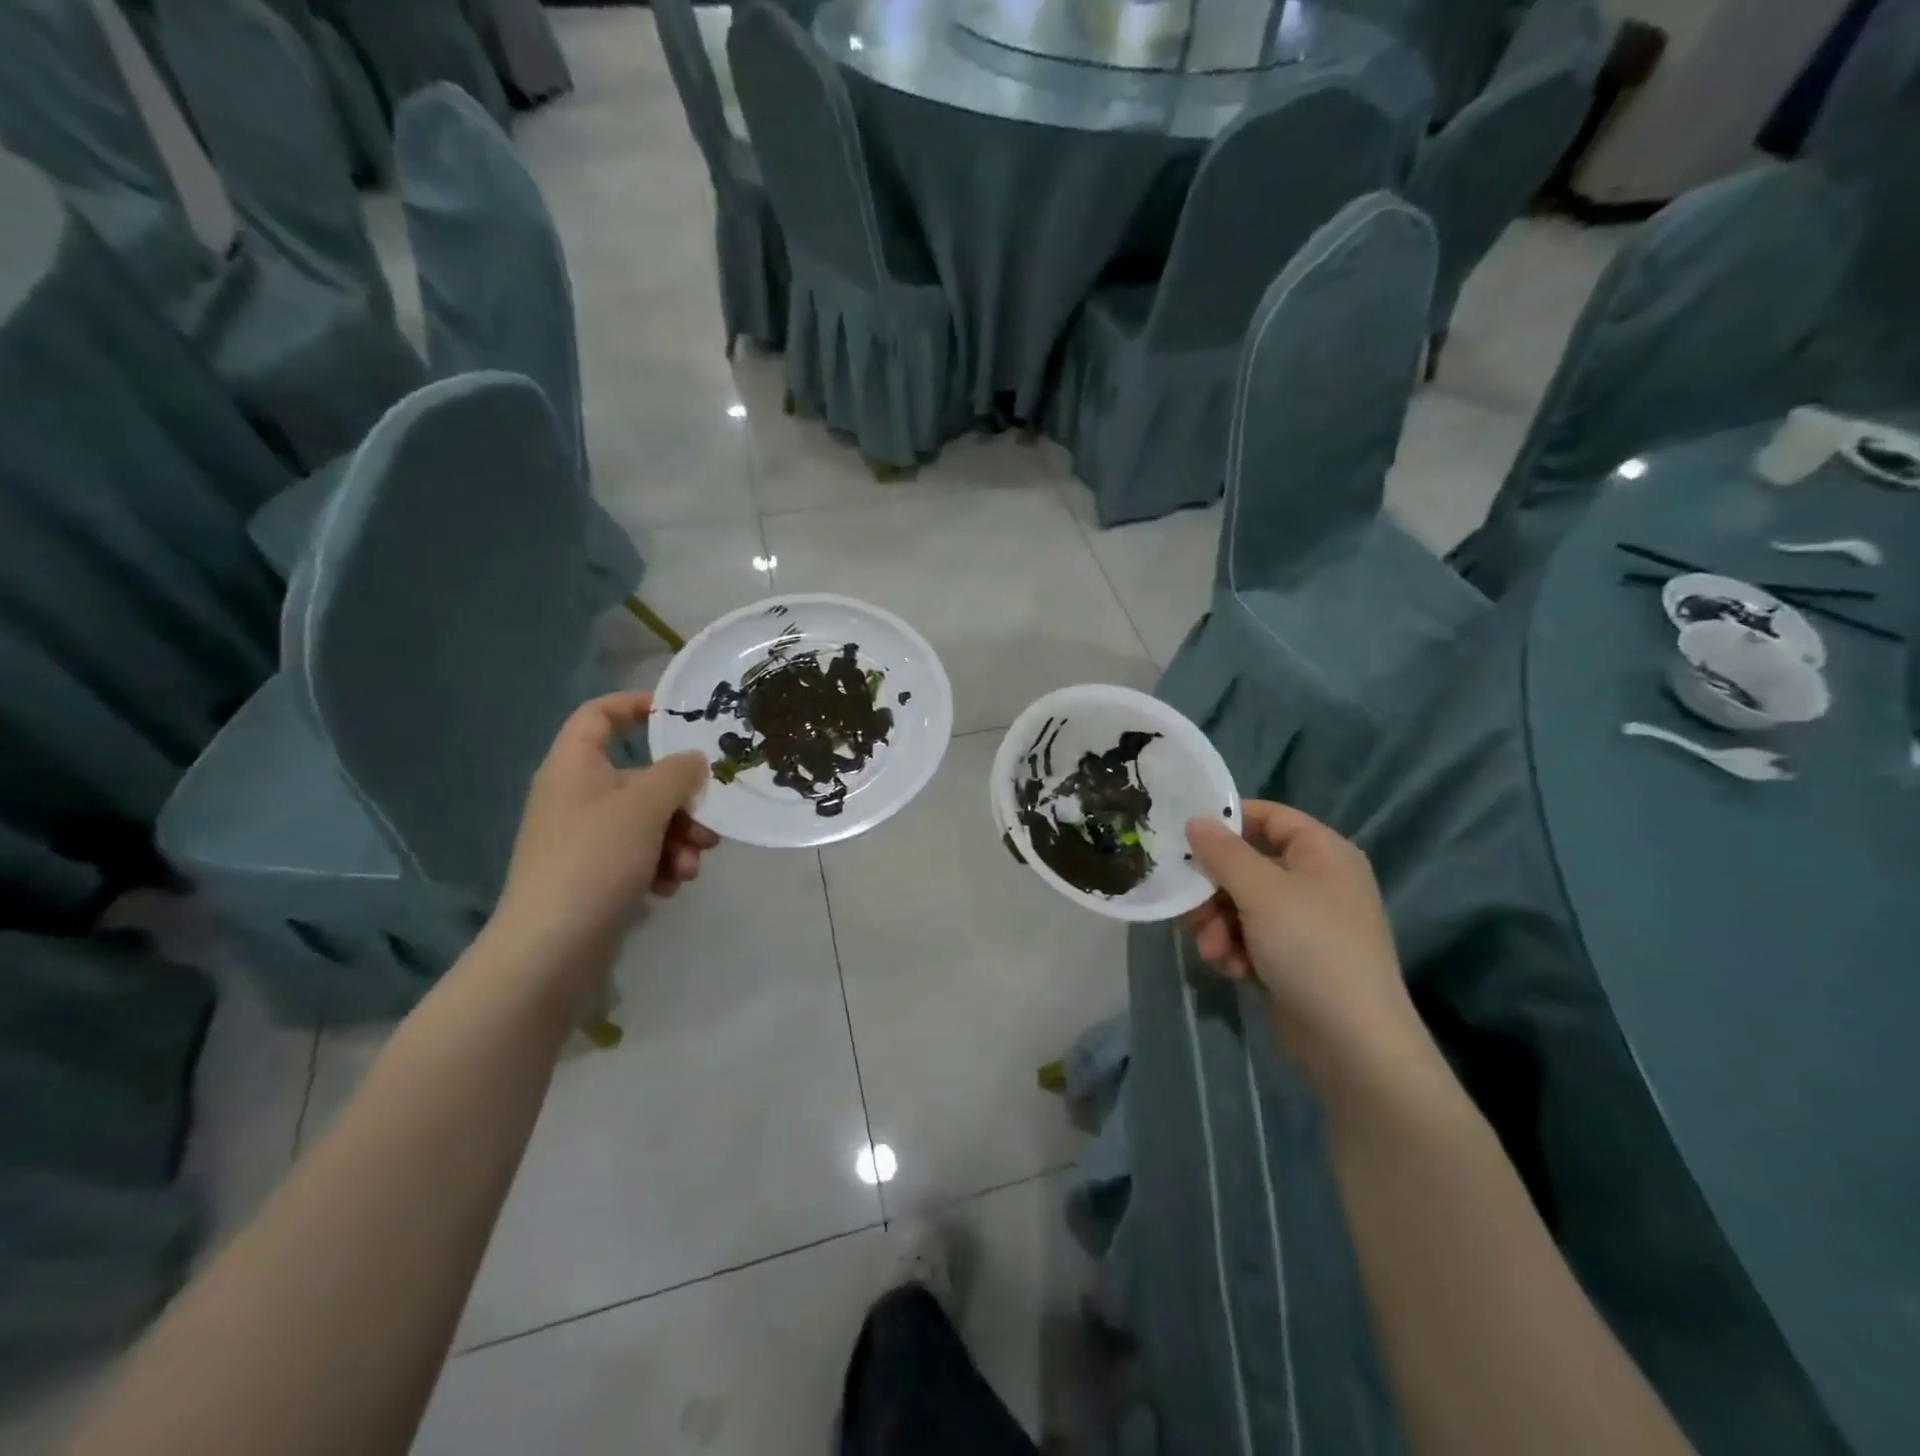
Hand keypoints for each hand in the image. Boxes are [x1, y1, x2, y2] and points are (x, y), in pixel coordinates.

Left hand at [490, 692, 718, 983]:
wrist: (551, 948)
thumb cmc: (594, 860)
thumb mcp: (644, 807)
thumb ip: (677, 774)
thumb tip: (693, 760)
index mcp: (575, 767)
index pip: (599, 715)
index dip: (635, 705)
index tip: (677, 715)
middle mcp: (578, 796)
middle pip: (640, 778)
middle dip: (681, 802)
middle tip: (708, 824)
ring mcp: (585, 838)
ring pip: (648, 820)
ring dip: (678, 839)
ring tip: (689, 866)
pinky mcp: (595, 874)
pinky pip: (639, 854)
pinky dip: (660, 864)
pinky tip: (669, 886)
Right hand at [1183, 802, 1422, 1087]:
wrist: (1353, 1044)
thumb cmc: (1312, 950)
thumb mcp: (1261, 892)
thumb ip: (1223, 853)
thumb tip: (1195, 820)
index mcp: (1322, 853)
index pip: (1270, 817)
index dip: (1229, 821)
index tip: (1186, 836)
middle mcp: (1315, 882)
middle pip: (1246, 865)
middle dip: (1213, 890)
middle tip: (1190, 907)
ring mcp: (1304, 923)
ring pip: (1240, 905)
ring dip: (1218, 924)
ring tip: (1212, 950)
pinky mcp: (1292, 958)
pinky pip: (1249, 937)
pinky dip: (1234, 949)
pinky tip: (1231, 969)